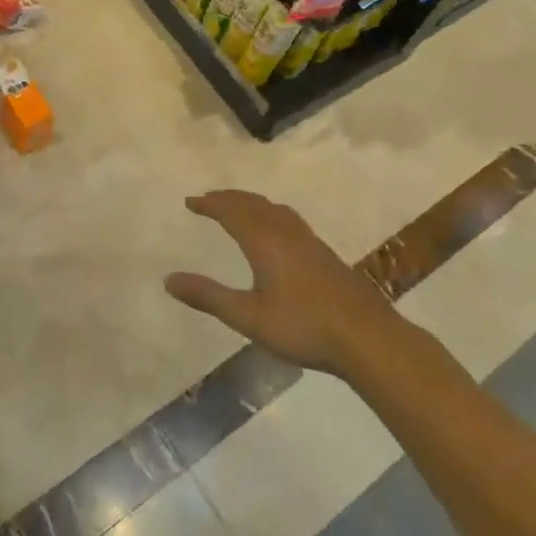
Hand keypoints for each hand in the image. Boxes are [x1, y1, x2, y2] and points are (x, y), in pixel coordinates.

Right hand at [166, 190, 398, 376]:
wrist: (367, 337)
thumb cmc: (303, 326)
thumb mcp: (248, 316)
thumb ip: (208, 297)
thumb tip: (168, 280)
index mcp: (265, 242)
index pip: (232, 211)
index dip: (210, 204)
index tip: (190, 201)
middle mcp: (287, 233)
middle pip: (254, 204)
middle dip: (229, 198)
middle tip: (209, 199)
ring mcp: (310, 242)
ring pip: (275, 210)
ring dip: (252, 204)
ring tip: (240, 208)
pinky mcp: (326, 255)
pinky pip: (290, 220)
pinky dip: (271, 214)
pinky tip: (279, 233)